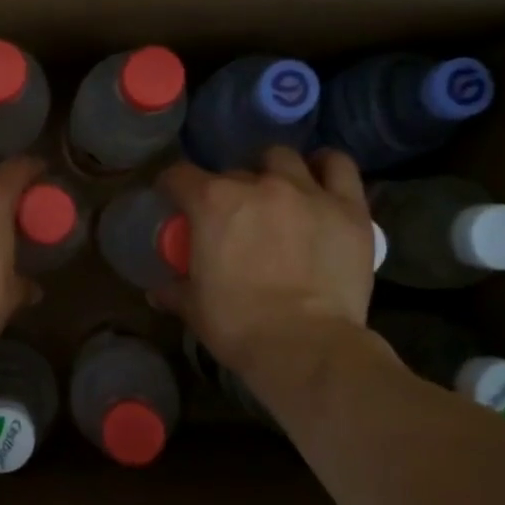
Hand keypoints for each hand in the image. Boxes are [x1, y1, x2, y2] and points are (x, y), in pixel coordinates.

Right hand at [154, 147, 378, 385]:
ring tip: (276, 194)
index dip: (172, 187)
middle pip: (233, 172)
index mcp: (212, 204)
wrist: (305, 346)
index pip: (179, 176)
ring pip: (283, 158)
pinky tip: (319, 179)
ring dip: (273, 171)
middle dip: (228, 191)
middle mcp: (258, 184)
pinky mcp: (348, 207)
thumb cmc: (239, 325)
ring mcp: (306, 191)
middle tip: (233, 218)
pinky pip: (338, 166)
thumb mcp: (195, 309)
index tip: (174, 201)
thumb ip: (175, 292)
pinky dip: (326, 167)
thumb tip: (156, 293)